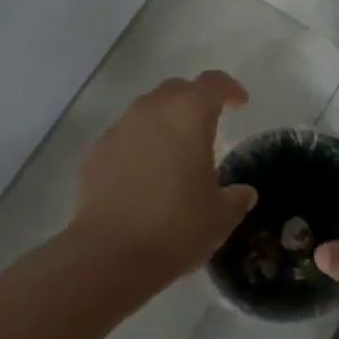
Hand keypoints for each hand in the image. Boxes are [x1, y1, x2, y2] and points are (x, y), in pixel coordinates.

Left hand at [71, 70, 255, 285]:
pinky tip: (142, 176)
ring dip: (164, 122)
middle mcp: (152, 110)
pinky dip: (138, 145)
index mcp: (189, 114)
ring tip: (173, 152)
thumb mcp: (221, 216)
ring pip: (147, 110)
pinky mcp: (95, 152)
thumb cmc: (175, 227)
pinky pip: (124, 137)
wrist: (108, 256)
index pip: (213, 83)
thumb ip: (236, 198)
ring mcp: (119, 129)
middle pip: (177, 89)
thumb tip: (243, 193)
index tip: (240, 104)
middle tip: (206, 126)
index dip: (230, 89)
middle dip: (194, 101)